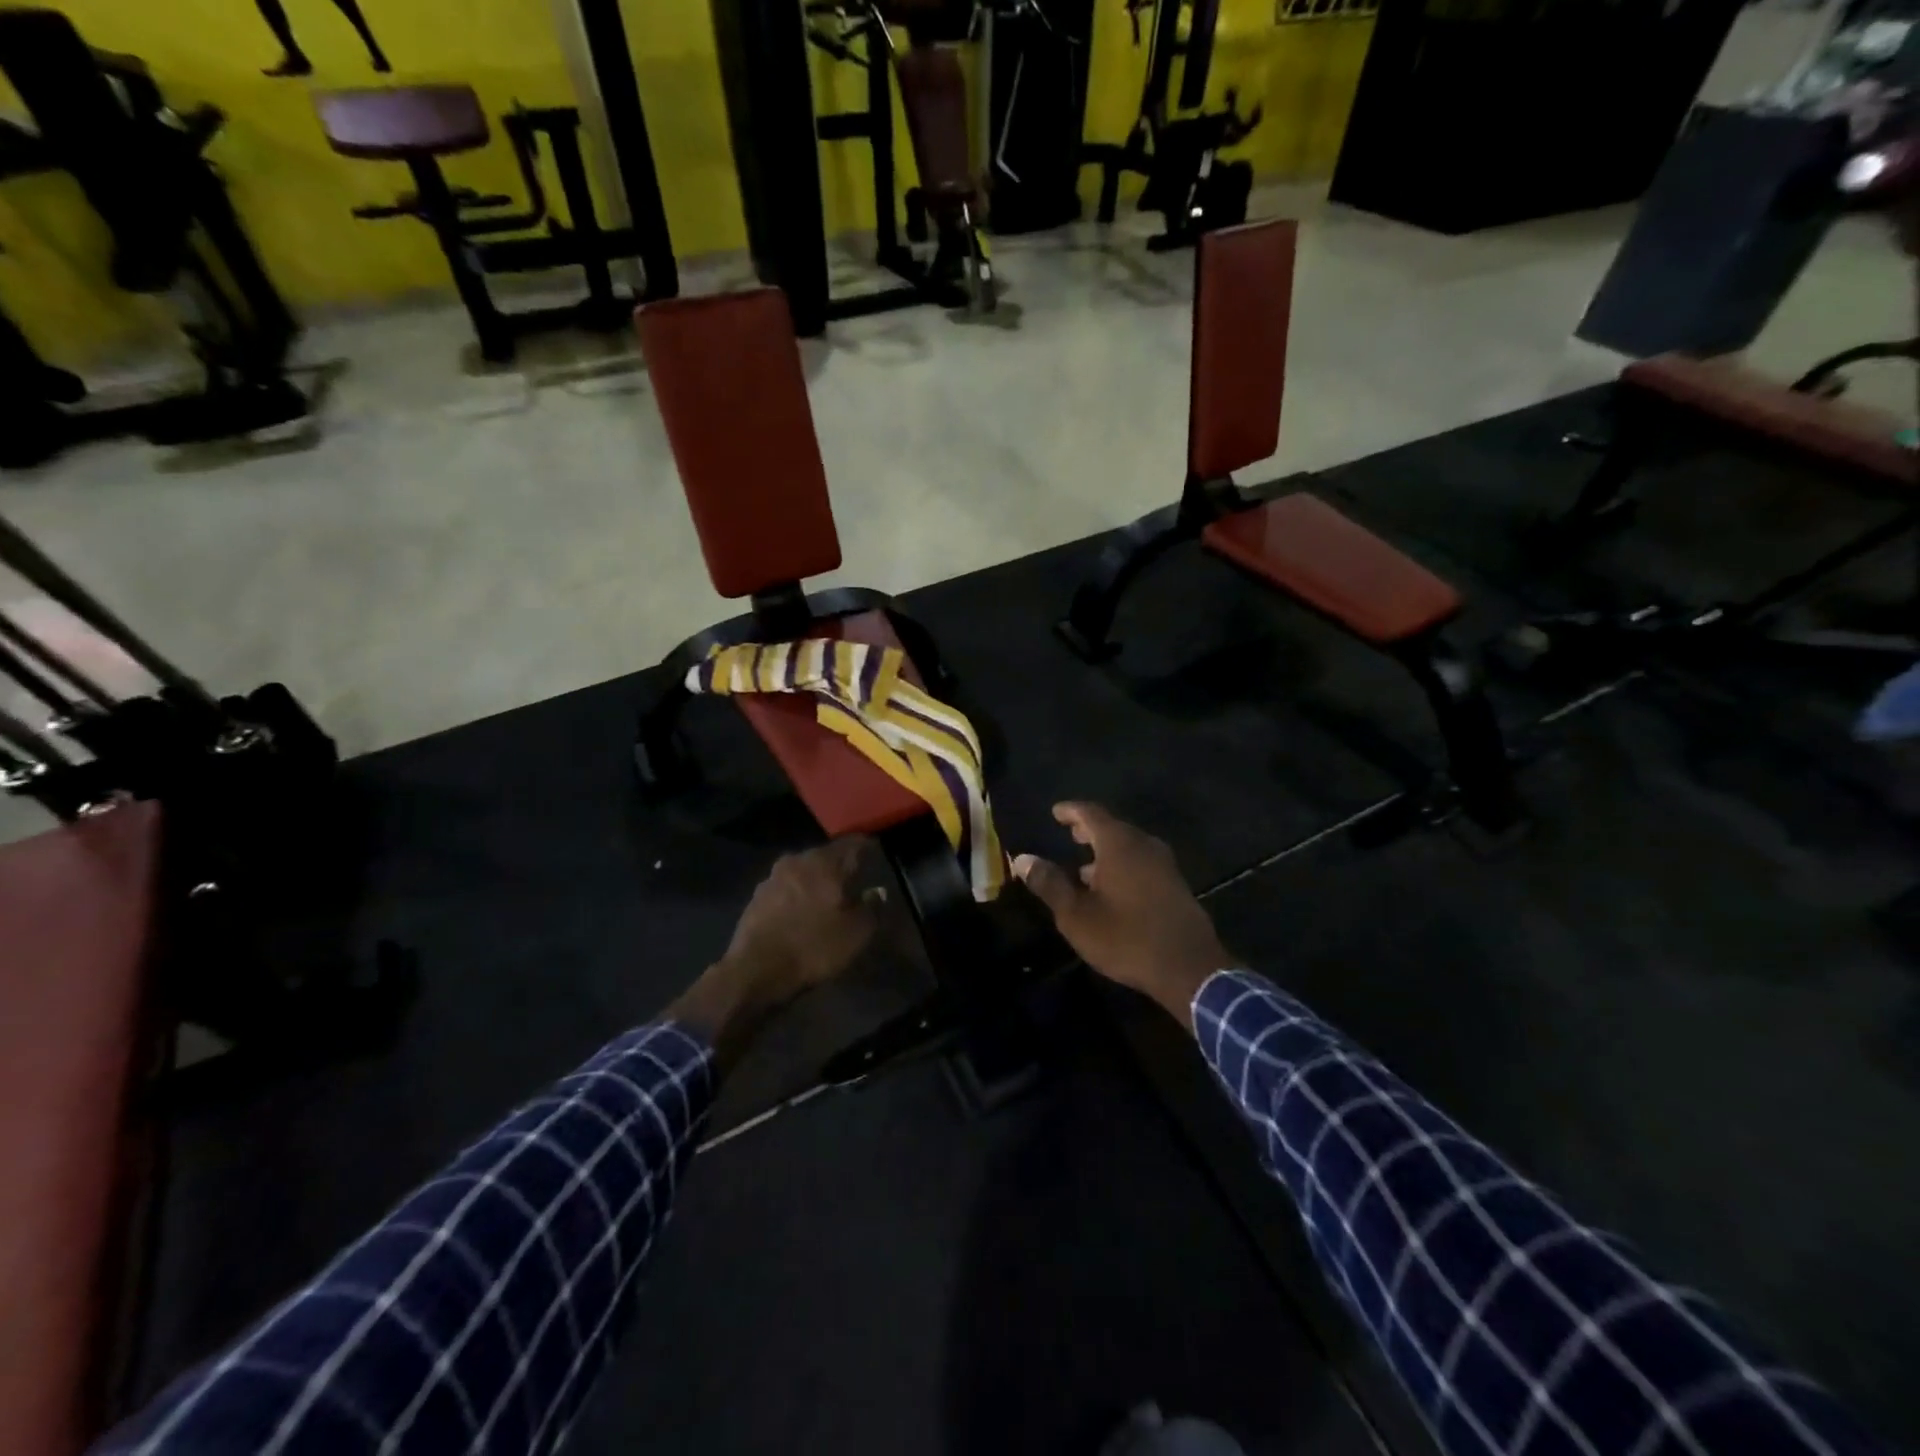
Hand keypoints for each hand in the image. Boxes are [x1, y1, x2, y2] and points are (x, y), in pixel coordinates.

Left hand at [667, 837, 876, 1065]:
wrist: (756, 971)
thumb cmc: (813, 946)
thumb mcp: (856, 933)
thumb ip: (872, 907)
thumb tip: (876, 892)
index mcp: (823, 861)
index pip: (852, 843)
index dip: (867, 847)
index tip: (876, 854)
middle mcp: (796, 860)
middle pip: (825, 856)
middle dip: (839, 866)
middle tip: (854, 880)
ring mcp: (771, 878)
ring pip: (803, 872)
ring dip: (816, 882)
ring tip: (828, 898)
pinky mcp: (755, 898)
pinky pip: (786, 890)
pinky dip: (798, 896)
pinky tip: (803, 913)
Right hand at [1014, 803, 1229, 1028]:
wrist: (1189, 968)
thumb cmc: (1126, 937)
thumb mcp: (1076, 915)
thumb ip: (1049, 884)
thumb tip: (1022, 859)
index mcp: (1119, 844)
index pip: (1091, 813)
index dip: (1071, 811)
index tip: (1055, 812)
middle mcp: (1144, 845)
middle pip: (1113, 827)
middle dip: (1089, 829)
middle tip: (1069, 834)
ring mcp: (1165, 865)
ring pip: (1130, 846)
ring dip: (1107, 851)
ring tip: (1085, 867)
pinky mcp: (1176, 885)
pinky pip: (1143, 863)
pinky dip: (1124, 865)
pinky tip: (1113, 889)